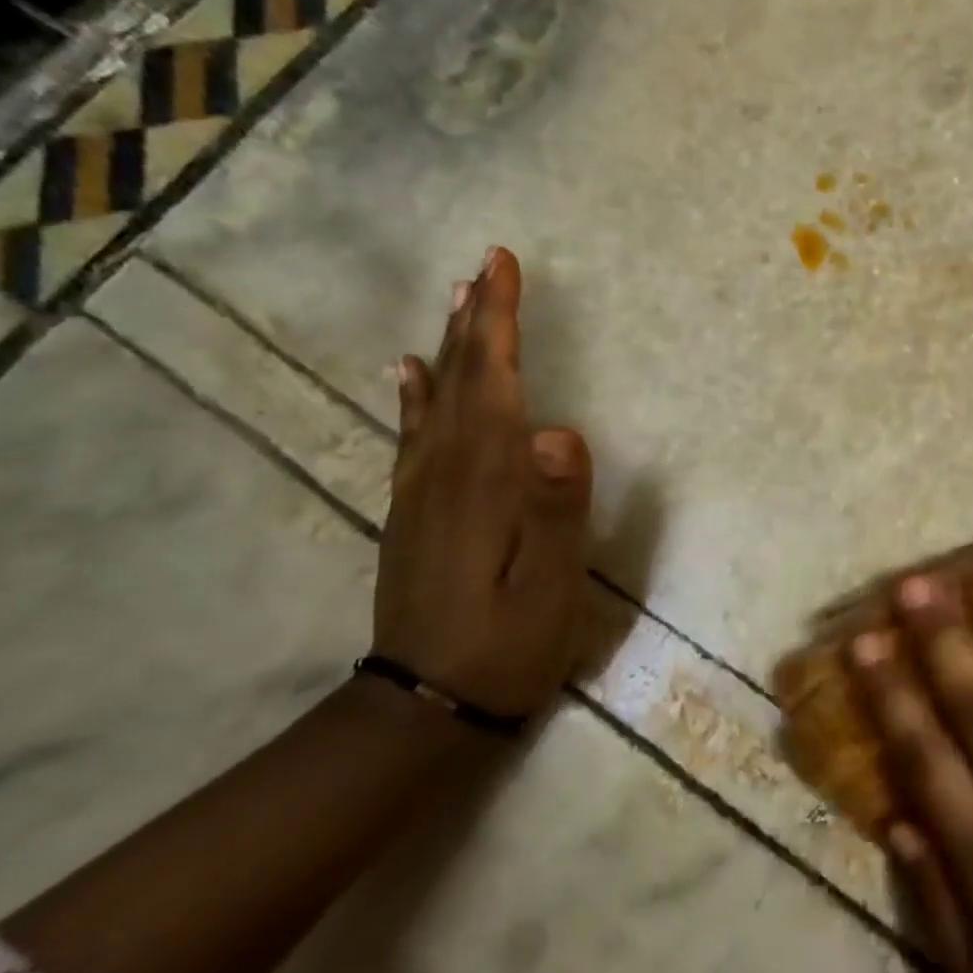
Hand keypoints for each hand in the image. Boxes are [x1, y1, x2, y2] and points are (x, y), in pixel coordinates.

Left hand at [374, 247, 593, 719]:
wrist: (423, 708)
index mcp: (486, 479)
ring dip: (450, 344)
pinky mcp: (413, 511)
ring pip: (436, 398)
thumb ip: (556, 508)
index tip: (501, 264)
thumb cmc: (506, 644)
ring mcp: (422, 490)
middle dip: (476, 316)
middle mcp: (446, 471)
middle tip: (486, 263)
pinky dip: (415, 394)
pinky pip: (412, 435)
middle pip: (462, 377)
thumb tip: (561, 430)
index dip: (499, 320)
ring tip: (458, 299)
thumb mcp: (550, 586)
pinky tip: (411, 372)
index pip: (493, 381)